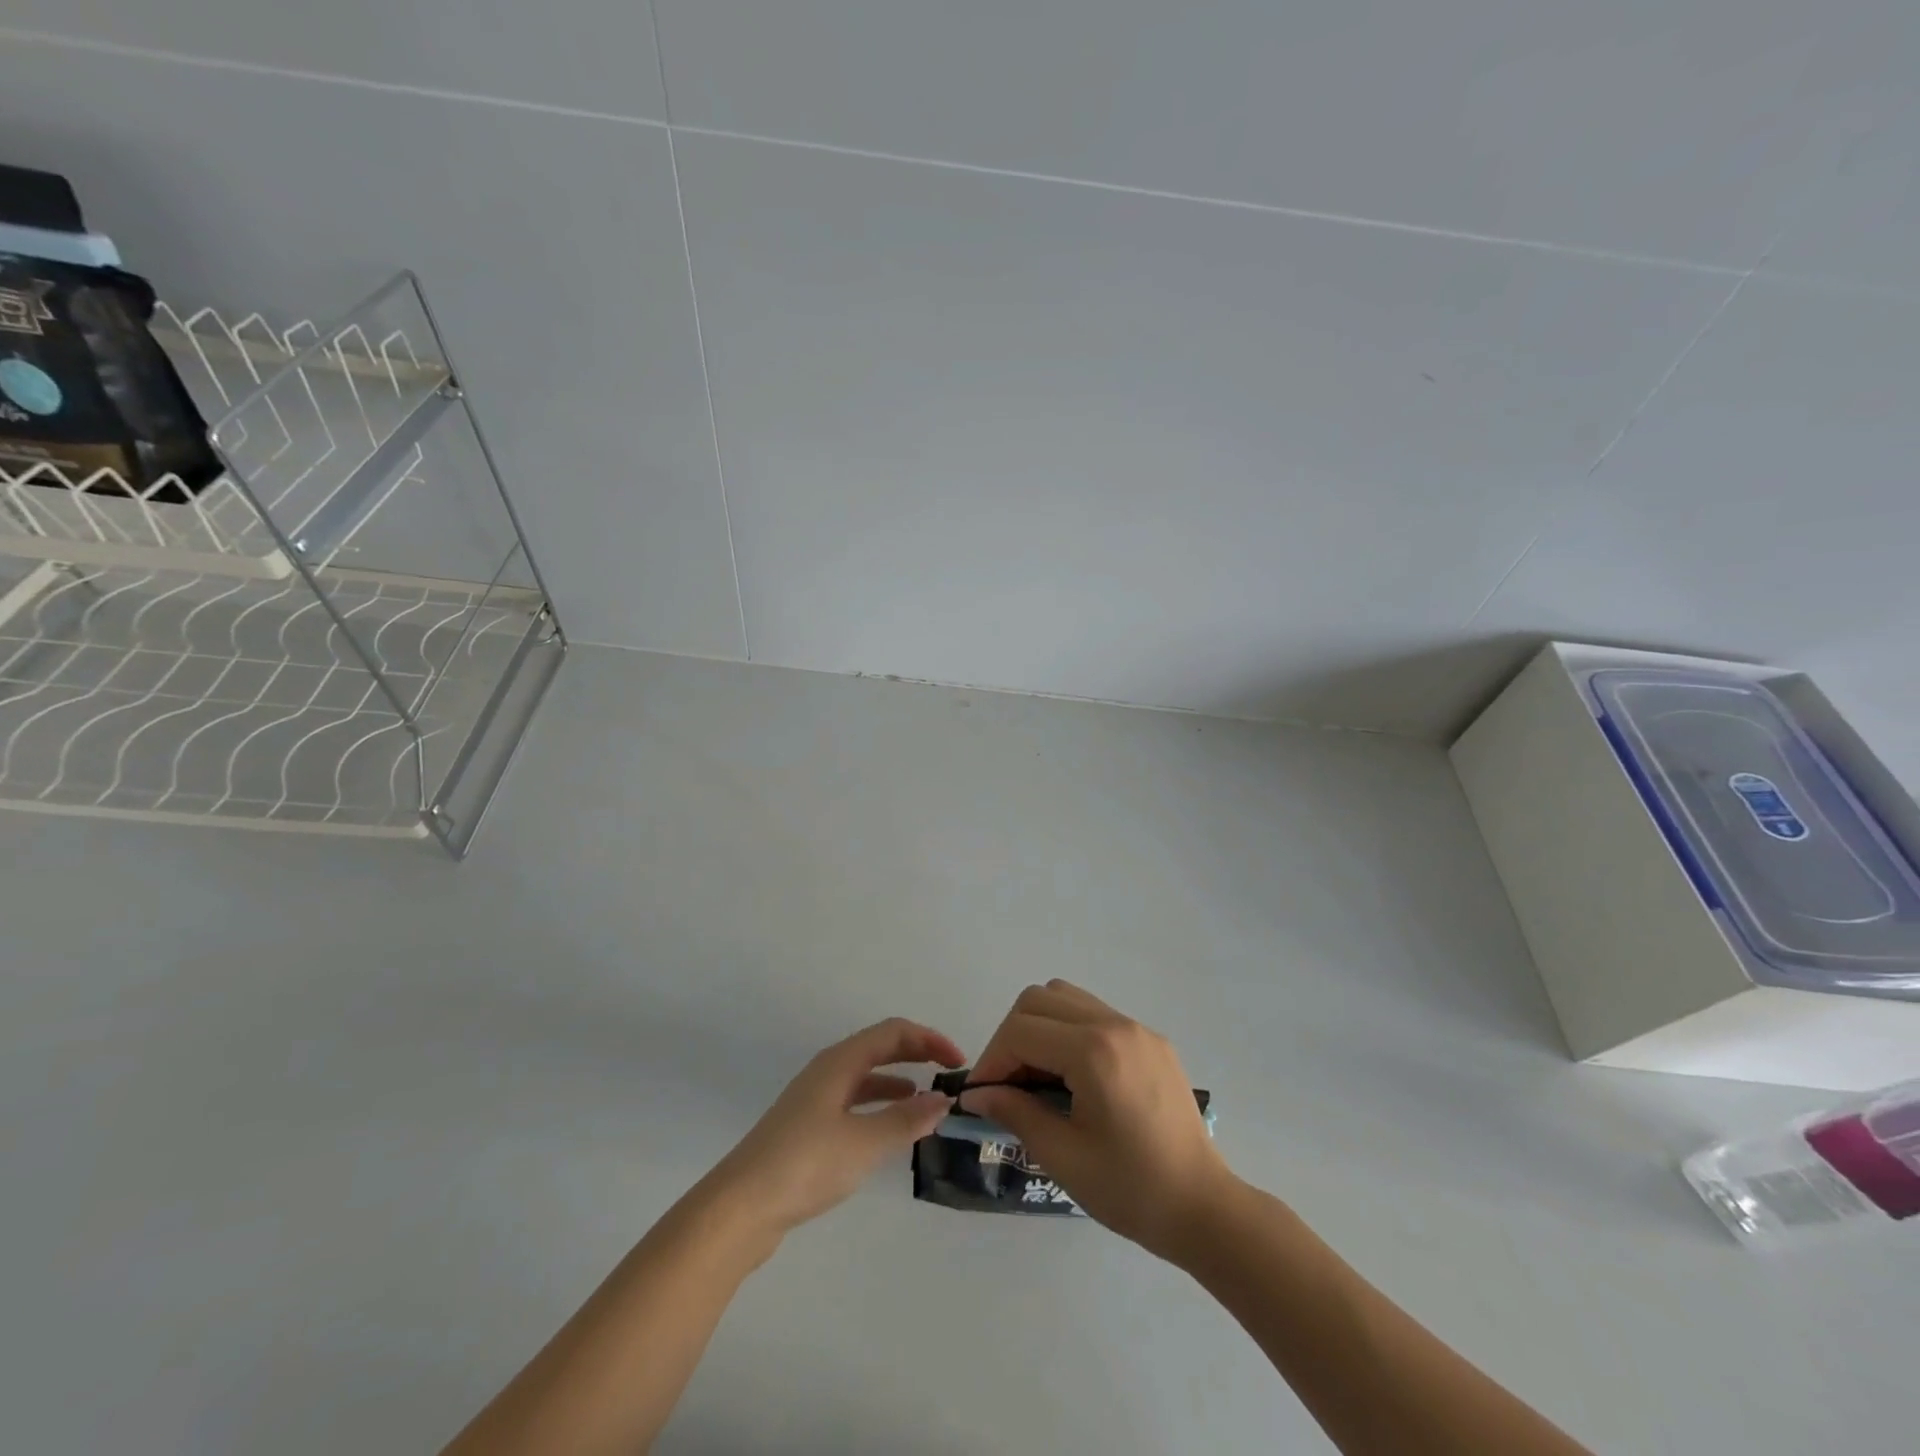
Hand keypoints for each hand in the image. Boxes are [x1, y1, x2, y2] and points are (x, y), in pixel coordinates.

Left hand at [706, 1018, 964, 1236]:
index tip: (959, 1062)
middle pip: (880, 1047)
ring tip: (929, 1100)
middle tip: (950, 1073)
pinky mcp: (808, 1127)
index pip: (893, 1032)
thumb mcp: (864, 1142)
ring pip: (867, 1075)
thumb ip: (906, 1119)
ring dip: (900, 1079)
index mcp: (840, 1062)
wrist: (740, 1208)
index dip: (929, 1039)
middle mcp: (828, 1070)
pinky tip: (892, 1127)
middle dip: (917, 1053)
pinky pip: (856, 1100)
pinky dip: (881, 1104)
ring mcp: (815, 1098)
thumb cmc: (805, 1165)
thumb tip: (943, 1099)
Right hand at [960, 981, 1230, 1259]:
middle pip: (1038, 1000)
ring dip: (1039, 1027)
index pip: (1021, 1031)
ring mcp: (1136, 1027)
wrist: (1204, 1209)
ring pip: (1066, 997)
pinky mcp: (1150, 1039)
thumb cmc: (1131, 1189)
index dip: (991, 1060)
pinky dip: (1068, 1030)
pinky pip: (1094, 1013)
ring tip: (1035, 1075)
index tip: (981, 1095)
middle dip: (1011, 1037)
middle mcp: (1115, 1024)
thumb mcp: (1063, 1156)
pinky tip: (1070, 1076)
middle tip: (1006, 1084)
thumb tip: (977, 1093)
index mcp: (1094, 1051)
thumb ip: (1016, 1112)